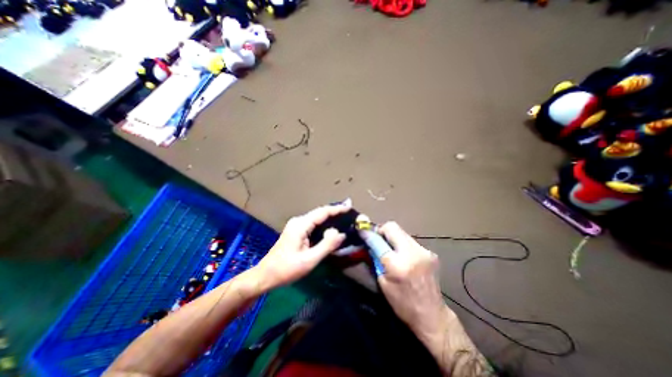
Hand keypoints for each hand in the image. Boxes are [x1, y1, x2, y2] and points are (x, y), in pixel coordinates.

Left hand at [251, 205, 345, 289]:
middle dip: (335, 211)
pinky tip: (331, 227)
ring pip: (317, 218)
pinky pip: (313, 224)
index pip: (322, 212)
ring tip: (344, 218)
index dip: (337, 209)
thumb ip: (326, 245)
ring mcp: (296, 225)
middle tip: (349, 212)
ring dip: (330, 217)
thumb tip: (341, 233)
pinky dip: (323, 224)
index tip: (349, 207)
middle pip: (320, 213)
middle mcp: (298, 221)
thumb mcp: (309, 260)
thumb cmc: (287, 269)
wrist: (265, 275)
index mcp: (301, 225)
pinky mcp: (296, 231)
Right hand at [376, 222, 447, 342]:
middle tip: (377, 239)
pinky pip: (410, 240)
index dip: (368, 233)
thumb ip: (376, 259)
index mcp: (397, 264)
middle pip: (392, 226)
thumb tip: (370, 242)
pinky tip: (402, 255)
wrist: (432, 316)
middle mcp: (411, 253)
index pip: (378, 240)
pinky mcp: (430, 252)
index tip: (361, 229)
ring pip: (401, 232)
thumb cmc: (402, 303)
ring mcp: (423, 251)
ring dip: (392, 236)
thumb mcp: (383, 282)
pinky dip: (402, 243)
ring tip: (390, 248)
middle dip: (381, 230)